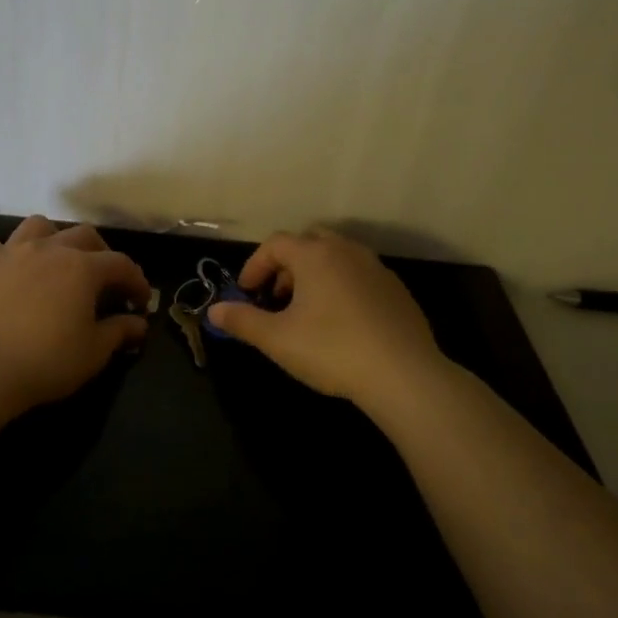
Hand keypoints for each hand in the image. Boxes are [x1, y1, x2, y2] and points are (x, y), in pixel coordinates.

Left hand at [0, 216, 151, 413]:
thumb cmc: (47, 361)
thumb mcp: (94, 352)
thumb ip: (119, 331)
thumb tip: (139, 323)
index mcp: (82, 268)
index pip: (121, 264)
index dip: (136, 281)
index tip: (140, 302)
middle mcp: (49, 248)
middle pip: (84, 236)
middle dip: (101, 254)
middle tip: (103, 281)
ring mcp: (11, 251)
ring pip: (39, 227)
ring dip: (54, 239)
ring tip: (55, 262)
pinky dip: (7, 255)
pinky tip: (9, 273)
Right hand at [206, 229, 444, 405]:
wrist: (404, 375)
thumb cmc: (332, 350)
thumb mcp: (277, 339)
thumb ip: (242, 321)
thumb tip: (214, 310)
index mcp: (315, 255)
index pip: (275, 244)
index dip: (255, 266)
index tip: (246, 293)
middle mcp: (347, 251)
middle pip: (308, 242)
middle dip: (286, 265)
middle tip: (276, 297)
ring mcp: (376, 269)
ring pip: (336, 257)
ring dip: (314, 275)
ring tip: (306, 310)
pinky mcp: (397, 290)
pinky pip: (359, 276)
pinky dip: (341, 287)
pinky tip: (340, 323)